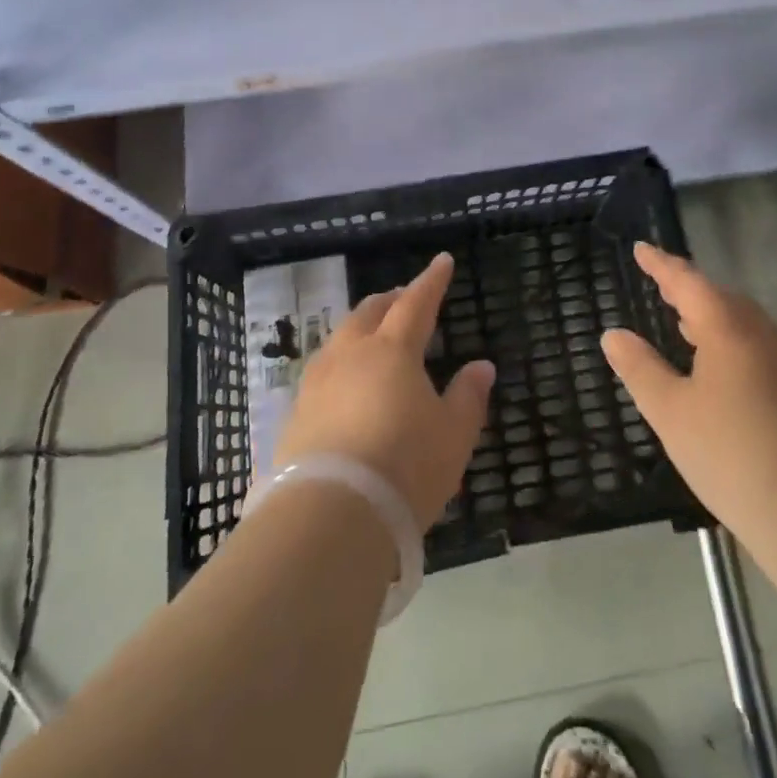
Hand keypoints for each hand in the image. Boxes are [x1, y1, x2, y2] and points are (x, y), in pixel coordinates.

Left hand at [276, 252, 494, 528]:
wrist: (328, 516)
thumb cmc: (404, 467)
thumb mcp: (453, 436)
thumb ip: (468, 397)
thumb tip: (481, 366)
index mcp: (392, 350)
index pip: (416, 303)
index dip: (431, 281)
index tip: (442, 261)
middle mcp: (351, 354)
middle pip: (370, 313)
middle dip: (390, 300)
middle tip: (404, 298)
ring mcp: (317, 382)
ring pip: (340, 338)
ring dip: (360, 327)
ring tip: (373, 334)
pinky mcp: (295, 413)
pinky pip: (322, 370)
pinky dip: (341, 362)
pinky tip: (344, 382)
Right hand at [603, 242, 776, 534]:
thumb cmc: (733, 454)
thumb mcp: (671, 413)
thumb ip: (640, 369)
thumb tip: (614, 334)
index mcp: (728, 328)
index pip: (688, 281)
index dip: (661, 264)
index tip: (642, 249)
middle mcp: (764, 335)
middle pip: (722, 299)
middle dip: (690, 290)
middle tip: (663, 288)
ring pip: (746, 326)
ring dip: (714, 320)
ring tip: (687, 328)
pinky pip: (762, 352)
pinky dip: (734, 347)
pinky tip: (725, 377)